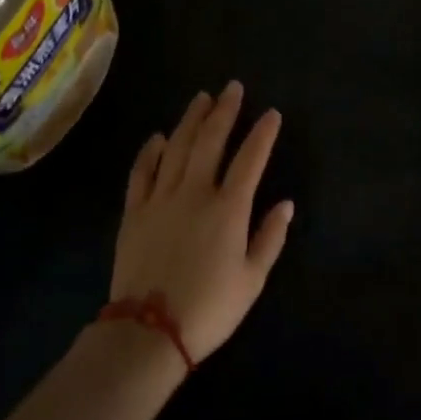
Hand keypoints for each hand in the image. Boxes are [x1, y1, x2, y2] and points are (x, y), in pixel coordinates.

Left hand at [110, 83, 293, 361]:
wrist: (149, 331)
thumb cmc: (210, 308)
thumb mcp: (252, 279)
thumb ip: (270, 237)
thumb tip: (285, 203)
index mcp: (228, 208)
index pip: (250, 159)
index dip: (262, 134)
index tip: (272, 113)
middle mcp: (195, 192)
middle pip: (210, 141)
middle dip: (224, 112)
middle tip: (233, 88)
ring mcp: (161, 198)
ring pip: (176, 148)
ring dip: (190, 120)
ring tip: (202, 99)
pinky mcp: (134, 211)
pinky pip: (142, 172)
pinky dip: (150, 151)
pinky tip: (158, 136)